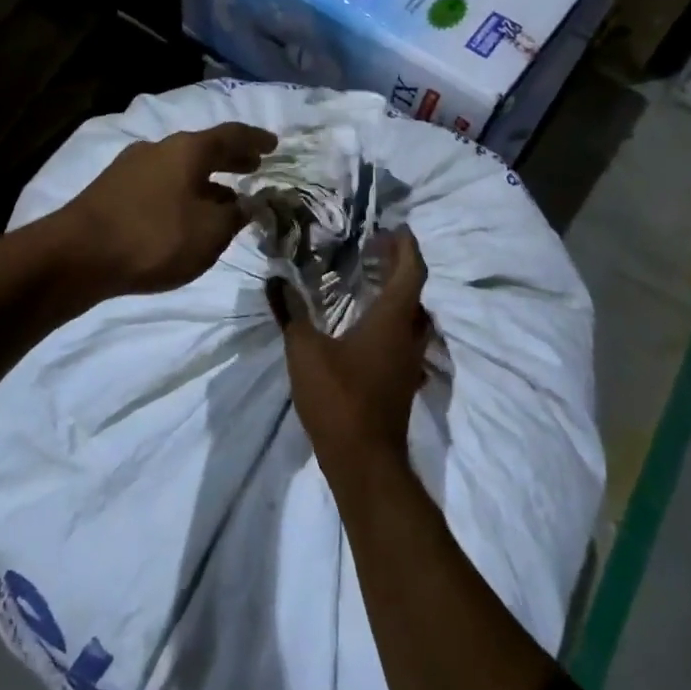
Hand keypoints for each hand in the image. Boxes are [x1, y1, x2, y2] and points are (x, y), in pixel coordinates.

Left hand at [61, 123, 276, 295]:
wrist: (77, 255)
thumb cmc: (154, 238)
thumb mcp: (209, 233)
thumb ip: (235, 216)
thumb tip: (246, 204)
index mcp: (187, 149)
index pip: (231, 135)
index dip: (256, 140)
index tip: (273, 145)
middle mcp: (159, 148)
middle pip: (202, 149)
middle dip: (230, 159)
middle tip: (252, 168)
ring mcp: (130, 167)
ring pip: (179, 167)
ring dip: (205, 179)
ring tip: (222, 197)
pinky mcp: (112, 189)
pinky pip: (159, 183)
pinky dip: (181, 191)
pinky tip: (183, 213)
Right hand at [269, 228, 431, 482]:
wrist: (365, 461)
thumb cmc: (339, 399)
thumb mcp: (305, 351)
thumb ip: (291, 313)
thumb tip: (275, 280)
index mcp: (392, 321)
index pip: (411, 271)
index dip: (406, 246)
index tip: (393, 228)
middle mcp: (409, 336)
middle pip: (414, 292)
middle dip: (399, 267)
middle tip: (374, 251)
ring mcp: (409, 363)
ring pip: (412, 319)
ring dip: (397, 296)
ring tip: (369, 283)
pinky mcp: (402, 382)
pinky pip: (403, 340)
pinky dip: (390, 322)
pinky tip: (365, 328)